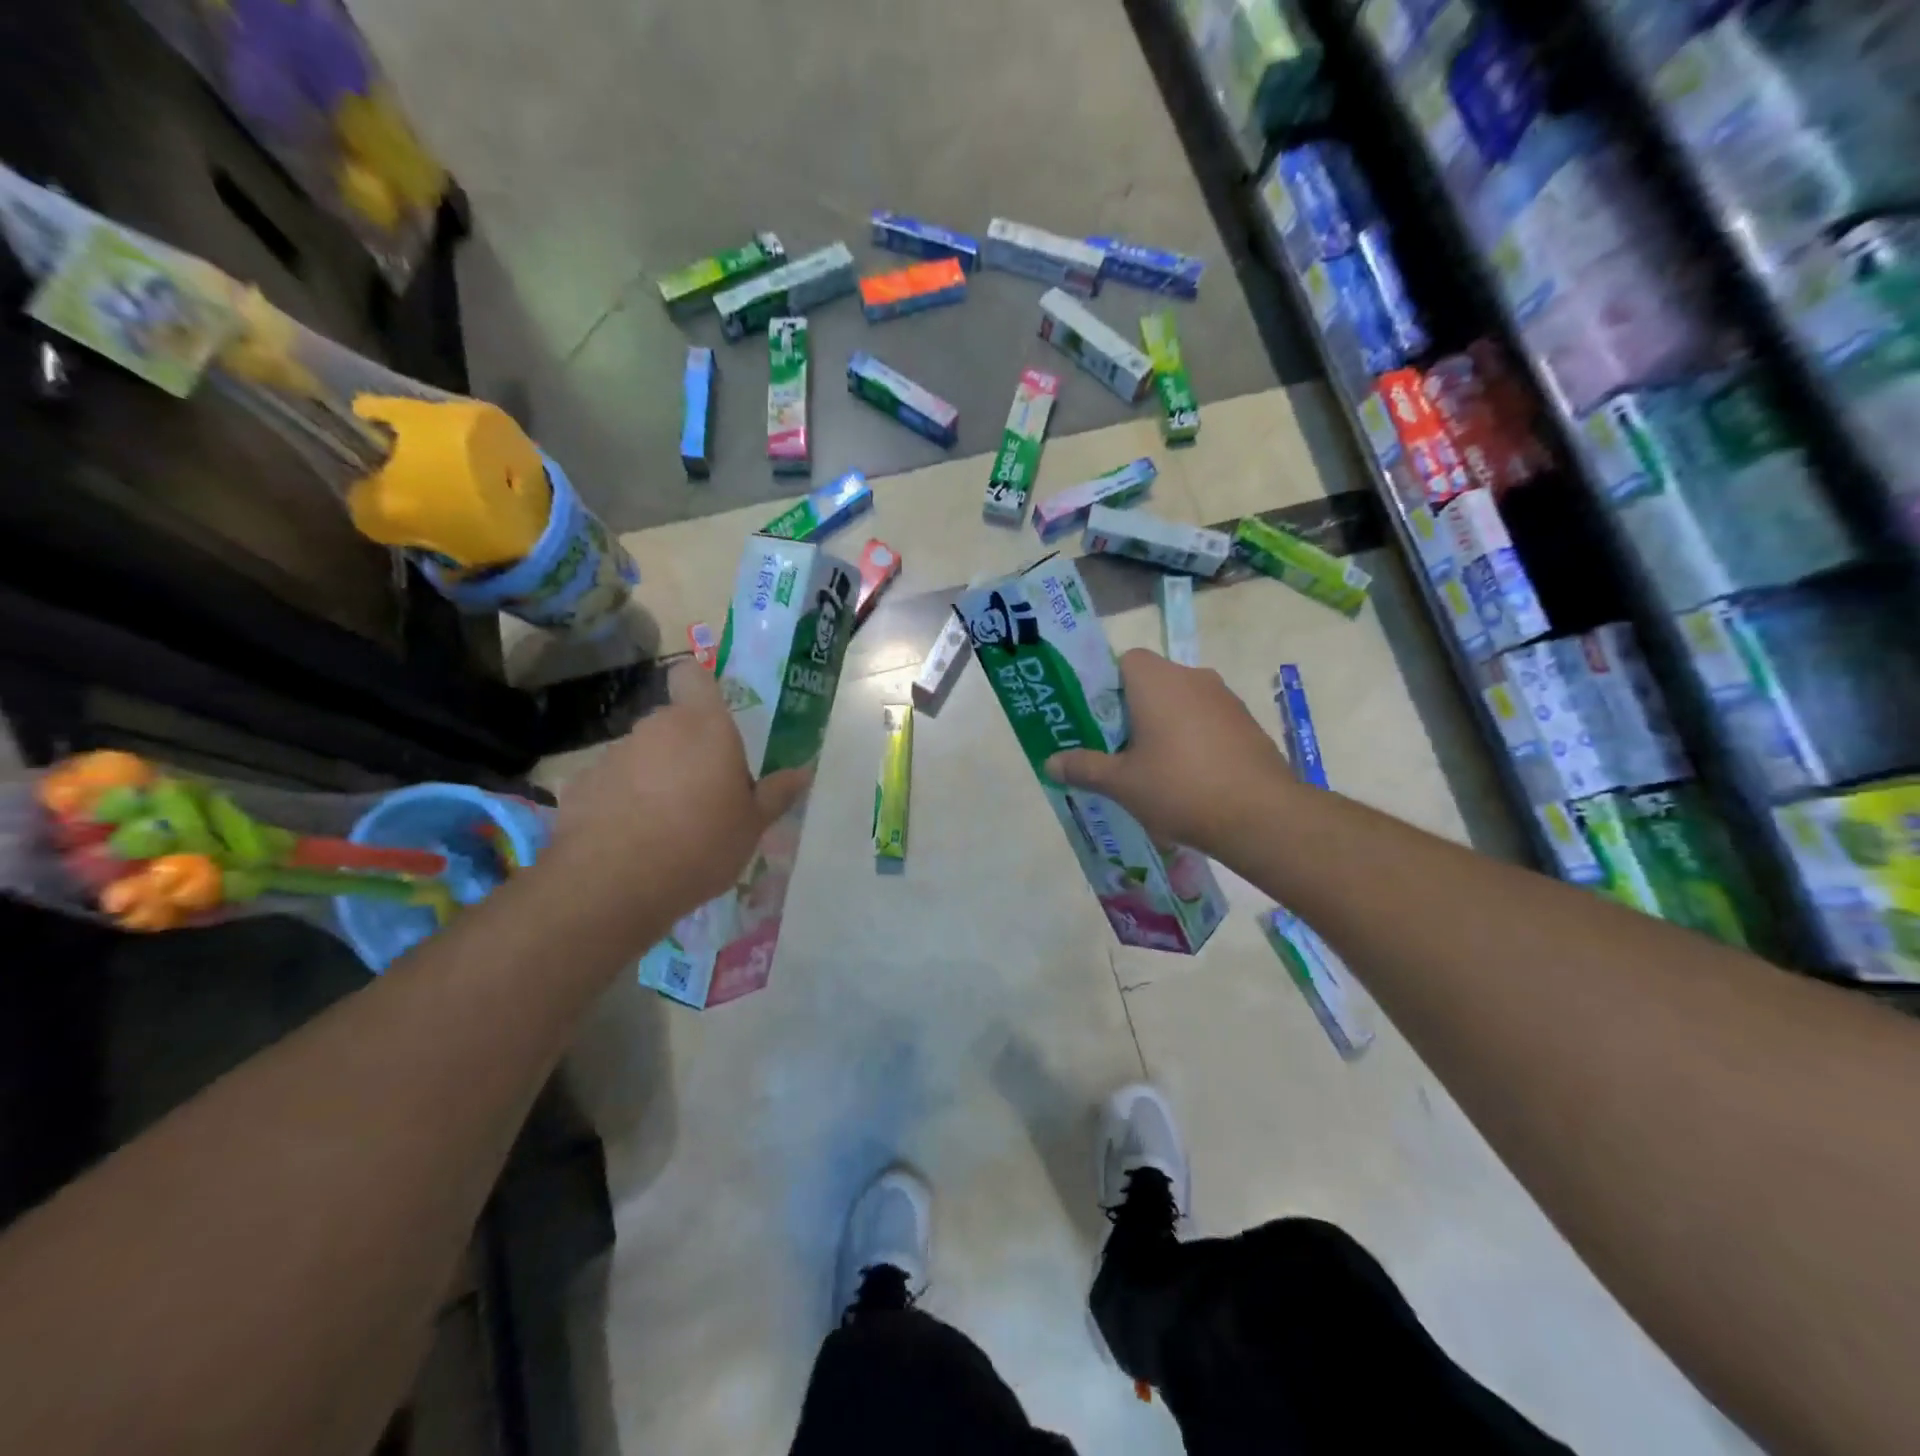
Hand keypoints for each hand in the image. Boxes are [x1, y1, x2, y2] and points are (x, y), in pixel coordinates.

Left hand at [545, 661, 810, 930]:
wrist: (615, 883)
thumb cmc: (701, 843)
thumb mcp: (752, 825)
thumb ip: (776, 794)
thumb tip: (802, 772)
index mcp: (704, 726)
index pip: (692, 675)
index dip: (699, 689)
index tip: (712, 718)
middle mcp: (656, 728)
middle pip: (671, 722)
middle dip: (685, 748)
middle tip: (703, 791)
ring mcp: (613, 755)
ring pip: (641, 754)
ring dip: (653, 776)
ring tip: (665, 824)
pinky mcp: (580, 785)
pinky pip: (610, 784)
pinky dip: (620, 802)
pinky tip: (629, 839)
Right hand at [1045, 649, 1294, 856]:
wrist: (1261, 815)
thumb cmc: (1180, 788)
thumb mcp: (1121, 783)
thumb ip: (1084, 767)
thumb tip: (1049, 762)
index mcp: (1157, 681)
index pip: (1123, 660)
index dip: (1106, 686)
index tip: (1098, 721)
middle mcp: (1192, 677)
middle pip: (1151, 682)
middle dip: (1132, 711)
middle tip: (1116, 750)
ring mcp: (1225, 699)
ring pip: (1181, 702)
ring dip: (1164, 726)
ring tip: (1152, 769)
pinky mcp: (1246, 723)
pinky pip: (1206, 721)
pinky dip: (1192, 740)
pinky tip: (1189, 778)